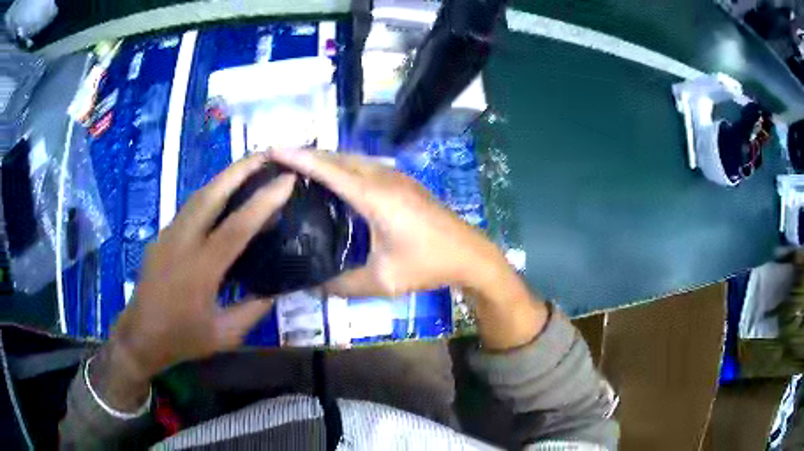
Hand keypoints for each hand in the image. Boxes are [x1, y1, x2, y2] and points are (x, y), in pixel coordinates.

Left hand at [107, 153, 295, 385]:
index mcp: (201, 269)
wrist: (139, 336)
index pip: (237, 227)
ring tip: (248, 167)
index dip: (264, 200)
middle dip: (240, 169)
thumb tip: (276, 289)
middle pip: (211, 194)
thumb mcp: (225, 334)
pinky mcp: (161, 237)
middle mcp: (182, 242)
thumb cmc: (182, 339)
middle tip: (266, 154)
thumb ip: (253, 310)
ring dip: (224, 177)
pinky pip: (189, 209)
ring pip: (198, 196)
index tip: (287, 179)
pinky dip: (210, 195)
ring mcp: (168, 236)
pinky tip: (222, 197)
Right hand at [270, 148, 507, 296]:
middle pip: (338, 157)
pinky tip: (334, 180)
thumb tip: (313, 287)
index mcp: (375, 196)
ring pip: (352, 159)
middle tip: (278, 161)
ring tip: (298, 168)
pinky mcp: (403, 182)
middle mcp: (383, 177)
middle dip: (307, 154)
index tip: (272, 149)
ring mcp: (396, 176)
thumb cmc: (428, 265)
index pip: (329, 169)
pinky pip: (365, 166)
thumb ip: (343, 284)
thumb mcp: (383, 280)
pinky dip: (343, 166)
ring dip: (326, 159)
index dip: (299, 158)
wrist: (470, 254)